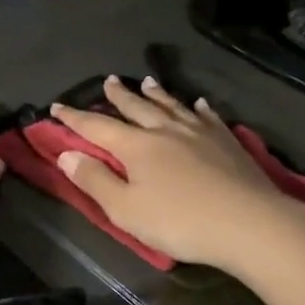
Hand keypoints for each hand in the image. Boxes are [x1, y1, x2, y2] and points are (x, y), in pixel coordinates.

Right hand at [51, 77, 294, 270]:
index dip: (74, 117)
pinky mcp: (227, 141)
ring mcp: (199, 132)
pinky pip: (208, 117)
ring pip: (172, 106)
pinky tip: (198, 104)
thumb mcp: (126, 210)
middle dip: (118, 95)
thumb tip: (67, 154)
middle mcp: (165, 130)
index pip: (97, 126)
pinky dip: (198, 108)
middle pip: (136, 107)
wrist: (248, 223)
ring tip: (146, 81)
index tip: (57, 106)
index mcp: (136, 146)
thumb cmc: (180, 222)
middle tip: (107, 80)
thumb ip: (95, 181)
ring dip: (156, 94)